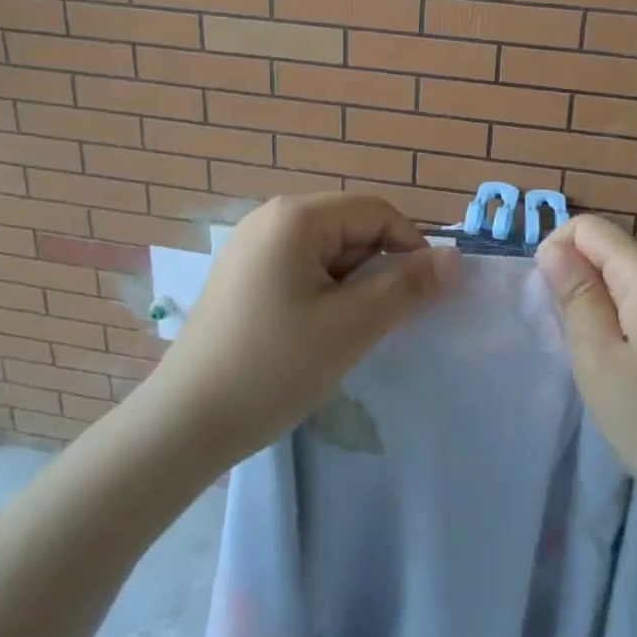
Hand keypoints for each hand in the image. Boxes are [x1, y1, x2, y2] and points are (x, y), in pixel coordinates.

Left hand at [138, 193, 453, 470]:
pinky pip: (301, 266)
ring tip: (345, 332)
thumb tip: (454, 258)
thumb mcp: (351, 327)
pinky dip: (323, 291)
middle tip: (379, 321)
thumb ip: (407, 286)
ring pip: (328, 250)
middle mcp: (271, 216)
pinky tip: (315, 332)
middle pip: (351, 226)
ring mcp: (251, 244)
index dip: (410, 246)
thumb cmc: (273, 368)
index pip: (376, 211)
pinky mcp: (242, 273)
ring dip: (351, 284)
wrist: (183, 425)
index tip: (424, 295)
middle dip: (376, 268)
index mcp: (296, 216)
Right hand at [536, 215, 636, 541]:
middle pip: (607, 250)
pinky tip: (620, 366)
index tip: (551, 303)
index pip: (589, 227)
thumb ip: (574, 294)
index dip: (558, 251)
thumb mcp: (597, 357)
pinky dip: (619, 321)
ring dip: (596, 305)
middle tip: (571, 338)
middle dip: (576, 281)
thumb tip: (551, 247)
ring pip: (622, 278)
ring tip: (593, 357)